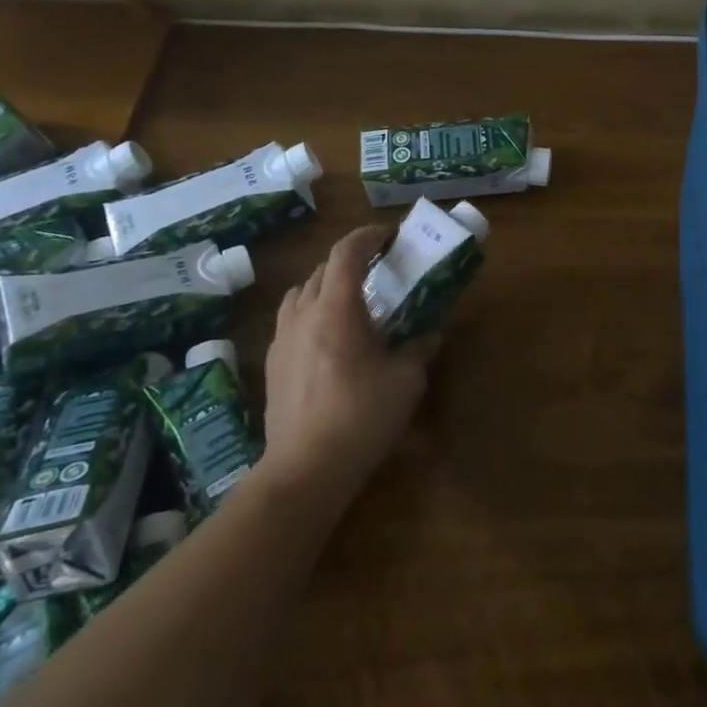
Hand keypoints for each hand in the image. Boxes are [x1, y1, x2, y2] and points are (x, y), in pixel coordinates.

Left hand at [259, 225, 440, 500]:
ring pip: (300, 293)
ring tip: (349, 299)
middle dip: (350, 260)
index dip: (367, 237)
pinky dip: (310, 311)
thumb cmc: (361, 416)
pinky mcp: (272, 364)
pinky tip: (327, 335)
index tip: (389, 236)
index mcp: (336, 309)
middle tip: (378, 269)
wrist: (305, 469)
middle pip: (322, 269)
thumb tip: (433, 331)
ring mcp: (282, 339)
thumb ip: (420, 347)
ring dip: (326, 284)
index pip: (346, 253)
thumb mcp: (406, 380)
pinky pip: (290, 319)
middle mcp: (304, 314)